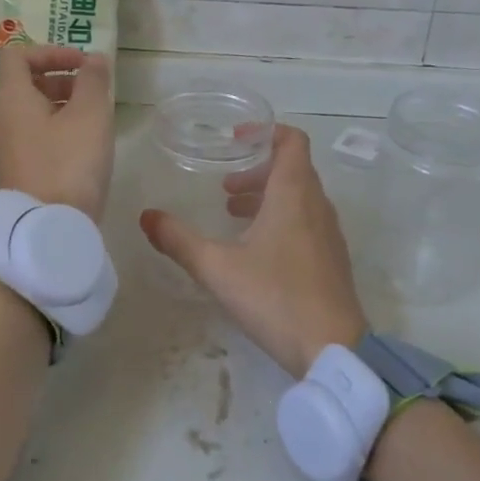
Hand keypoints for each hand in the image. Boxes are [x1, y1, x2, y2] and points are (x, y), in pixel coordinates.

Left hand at [0, 45, 114, 218]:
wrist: (48, 227)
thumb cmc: (69, 164)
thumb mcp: (90, 115)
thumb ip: (93, 80)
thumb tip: (93, 60)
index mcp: (10, 98)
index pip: (17, 55)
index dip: (51, 51)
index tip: (83, 65)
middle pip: (23, 83)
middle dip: (60, 78)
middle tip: (92, 92)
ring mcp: (4, 147)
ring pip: (29, 111)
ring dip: (60, 105)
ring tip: (93, 120)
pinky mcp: (15, 169)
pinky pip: (31, 135)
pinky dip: (54, 128)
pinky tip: (82, 146)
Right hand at [140, 125, 366, 377]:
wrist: (332, 348)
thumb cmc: (275, 298)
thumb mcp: (217, 268)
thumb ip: (178, 240)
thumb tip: (146, 216)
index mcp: (294, 195)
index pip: (293, 142)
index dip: (266, 132)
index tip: (237, 140)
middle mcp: (317, 206)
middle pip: (293, 169)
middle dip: (258, 170)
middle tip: (225, 188)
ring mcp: (329, 234)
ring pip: (300, 197)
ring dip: (268, 196)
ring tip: (234, 215)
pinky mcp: (332, 259)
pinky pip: (308, 221)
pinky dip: (282, 218)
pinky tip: (257, 250)